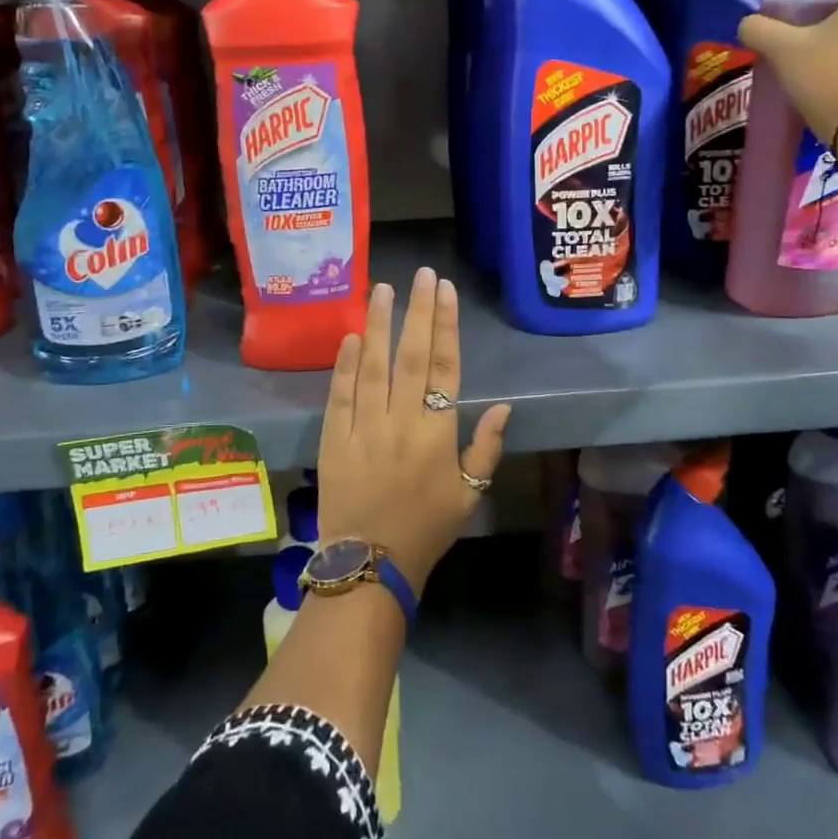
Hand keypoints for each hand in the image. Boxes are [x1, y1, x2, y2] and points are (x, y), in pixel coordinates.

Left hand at [316, 268, 511, 595]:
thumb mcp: (469, 495)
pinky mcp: (334, 439)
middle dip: (417, 312)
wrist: (371, 564)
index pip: (443, 368)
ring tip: (382, 289)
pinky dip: (344, 365)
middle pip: (409, 357)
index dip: (445, 327)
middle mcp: (401, 423)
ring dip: (378, 325)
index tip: (445, 292)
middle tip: (421, 274)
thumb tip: (503, 406)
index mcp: (437, 434)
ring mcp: (364, 429)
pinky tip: (350, 336)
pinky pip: (340, 395)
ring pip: (372, 367)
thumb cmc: (426, 529)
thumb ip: (486, 449)